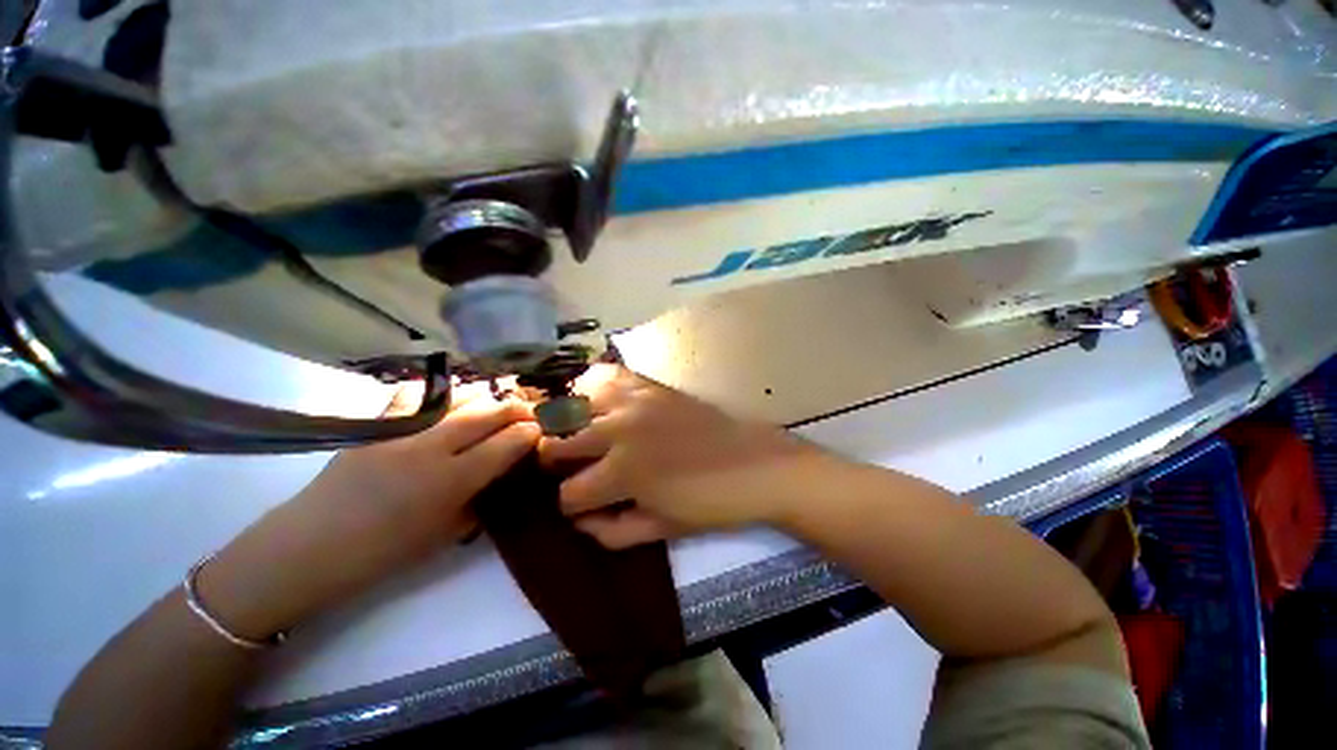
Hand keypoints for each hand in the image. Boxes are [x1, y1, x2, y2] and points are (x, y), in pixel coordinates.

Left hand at [199, 382, 539, 639]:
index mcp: (452, 481)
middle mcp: (432, 447)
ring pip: (458, 397)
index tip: (540, 430)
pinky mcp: (377, 424)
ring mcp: (402, 431)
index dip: (530, 432)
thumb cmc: (383, 554)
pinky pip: (417, 396)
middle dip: (517, 407)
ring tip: (495, 403)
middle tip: (528, 411)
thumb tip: (500, 473)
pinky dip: (441, 393)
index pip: (507, 442)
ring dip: (486, 397)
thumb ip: (479, 499)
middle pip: (489, 412)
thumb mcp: (445, 535)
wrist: (307, 549)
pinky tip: (450, 398)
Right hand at [538, 365, 826, 548]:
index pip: (569, 493)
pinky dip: (592, 386)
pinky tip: (596, 401)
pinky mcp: (651, 385)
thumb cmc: (710, 503)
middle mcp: (620, 429)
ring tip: (575, 433)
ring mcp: (635, 400)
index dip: (569, 505)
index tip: (579, 505)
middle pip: (560, 442)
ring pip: (574, 403)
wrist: (757, 464)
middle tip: (569, 468)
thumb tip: (579, 520)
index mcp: (622, 472)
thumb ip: (611, 531)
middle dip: (556, 462)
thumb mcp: (660, 529)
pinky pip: (608, 375)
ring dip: (567, 422)